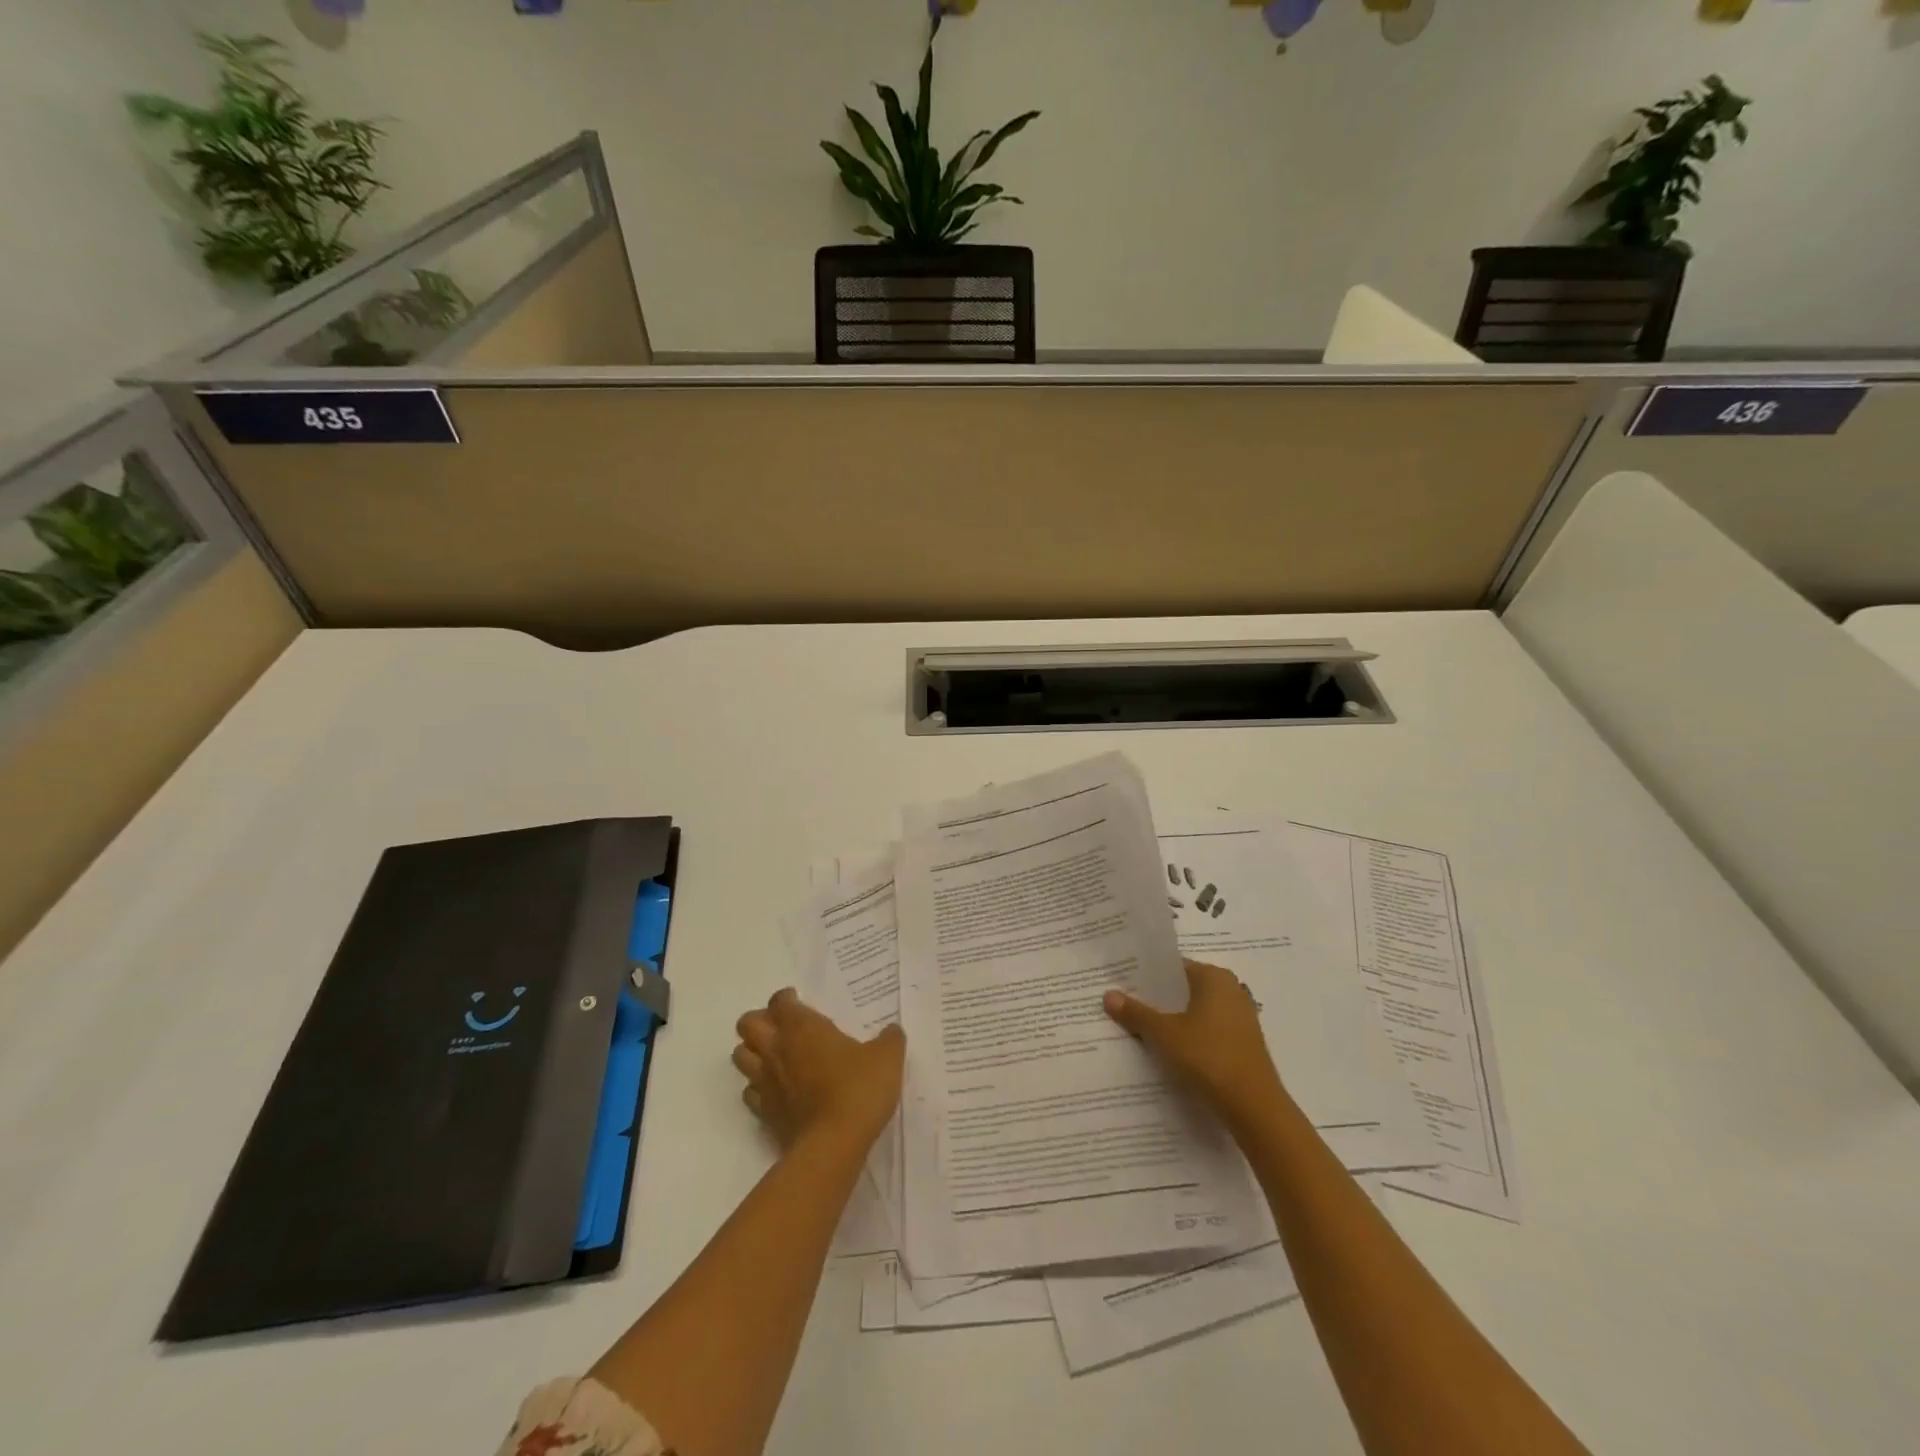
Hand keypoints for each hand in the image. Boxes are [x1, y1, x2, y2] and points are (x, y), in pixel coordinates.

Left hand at [733, 989, 904, 1152]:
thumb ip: (889, 1039)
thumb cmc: (858, 1090)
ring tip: (774, 1056)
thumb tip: (892, 1031)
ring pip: (740, 1056)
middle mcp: (777, 1049)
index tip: (799, 1002)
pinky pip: (749, 1092)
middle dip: (759, 1020)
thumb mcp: (887, 1057)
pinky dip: (757, 1087)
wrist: (834, 1145)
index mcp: (802, 1027)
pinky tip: (777, 1090)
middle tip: (782, 1027)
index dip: (786, 998)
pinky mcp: (764, 1113)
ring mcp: (766, 1082)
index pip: (779, 1001)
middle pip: (747, 1023)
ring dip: (752, 1052)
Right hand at [1105, 959, 1285, 1130]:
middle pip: (1184, 990)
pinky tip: (1168, 1051)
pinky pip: (1208, 1031)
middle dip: (1156, 999)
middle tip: (1124, 1005)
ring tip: (1139, 1029)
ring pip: (1196, 1012)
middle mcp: (1231, 990)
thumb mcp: (1164, 1034)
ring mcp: (1240, 1018)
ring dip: (1172, 1020)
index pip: (1173, 967)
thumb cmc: (1208, 1057)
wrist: (1254, 1108)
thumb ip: (1136, 1013)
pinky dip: (1189, 1037)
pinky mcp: (1243, 1044)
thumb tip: (1108, 995)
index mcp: (1214, 977)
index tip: (1121, 984)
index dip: (1146, 976)